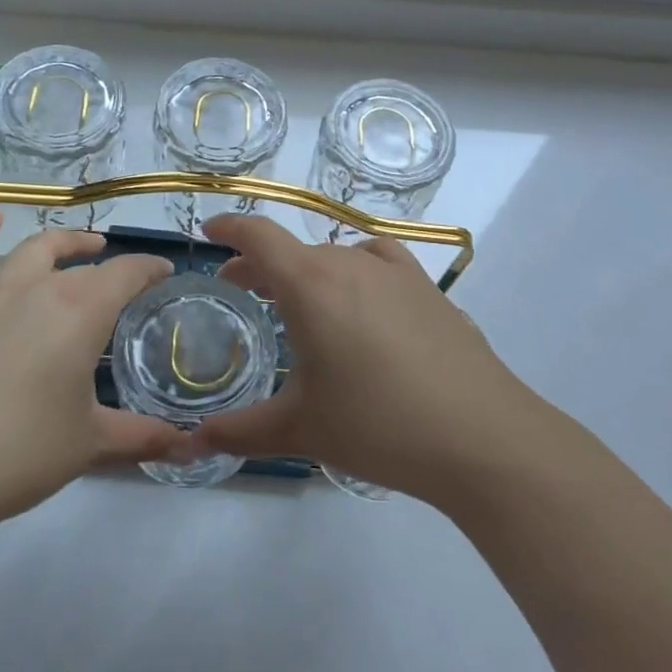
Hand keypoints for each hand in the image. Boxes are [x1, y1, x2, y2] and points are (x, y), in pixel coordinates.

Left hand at [0, 212, 190, 538]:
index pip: (126, 274)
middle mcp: (39, 290)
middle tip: (126, 274)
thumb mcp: (90, 444)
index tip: (165, 273)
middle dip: (109, 262)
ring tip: (78, 243)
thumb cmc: (20, 450)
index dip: (150, 269)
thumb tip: (188, 446)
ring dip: (60, 243)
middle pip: (81, 262)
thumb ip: (141, 437)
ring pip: (32, 252)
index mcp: (81, 310)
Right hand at [195, 215, 536, 504]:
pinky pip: (378, 263)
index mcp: (311, 284)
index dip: (230, 226)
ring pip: (336, 256)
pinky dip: (355, 271)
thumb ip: (239, 432)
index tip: (209, 231)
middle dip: (262, 264)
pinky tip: (363, 300)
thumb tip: (190, 445)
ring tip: (301, 300)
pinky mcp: (429, 290)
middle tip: (243, 289)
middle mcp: (351, 264)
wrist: (480, 436)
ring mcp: (396, 273)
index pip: (259, 235)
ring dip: (308, 270)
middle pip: (294, 248)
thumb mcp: (300, 428)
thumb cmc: (377, 425)